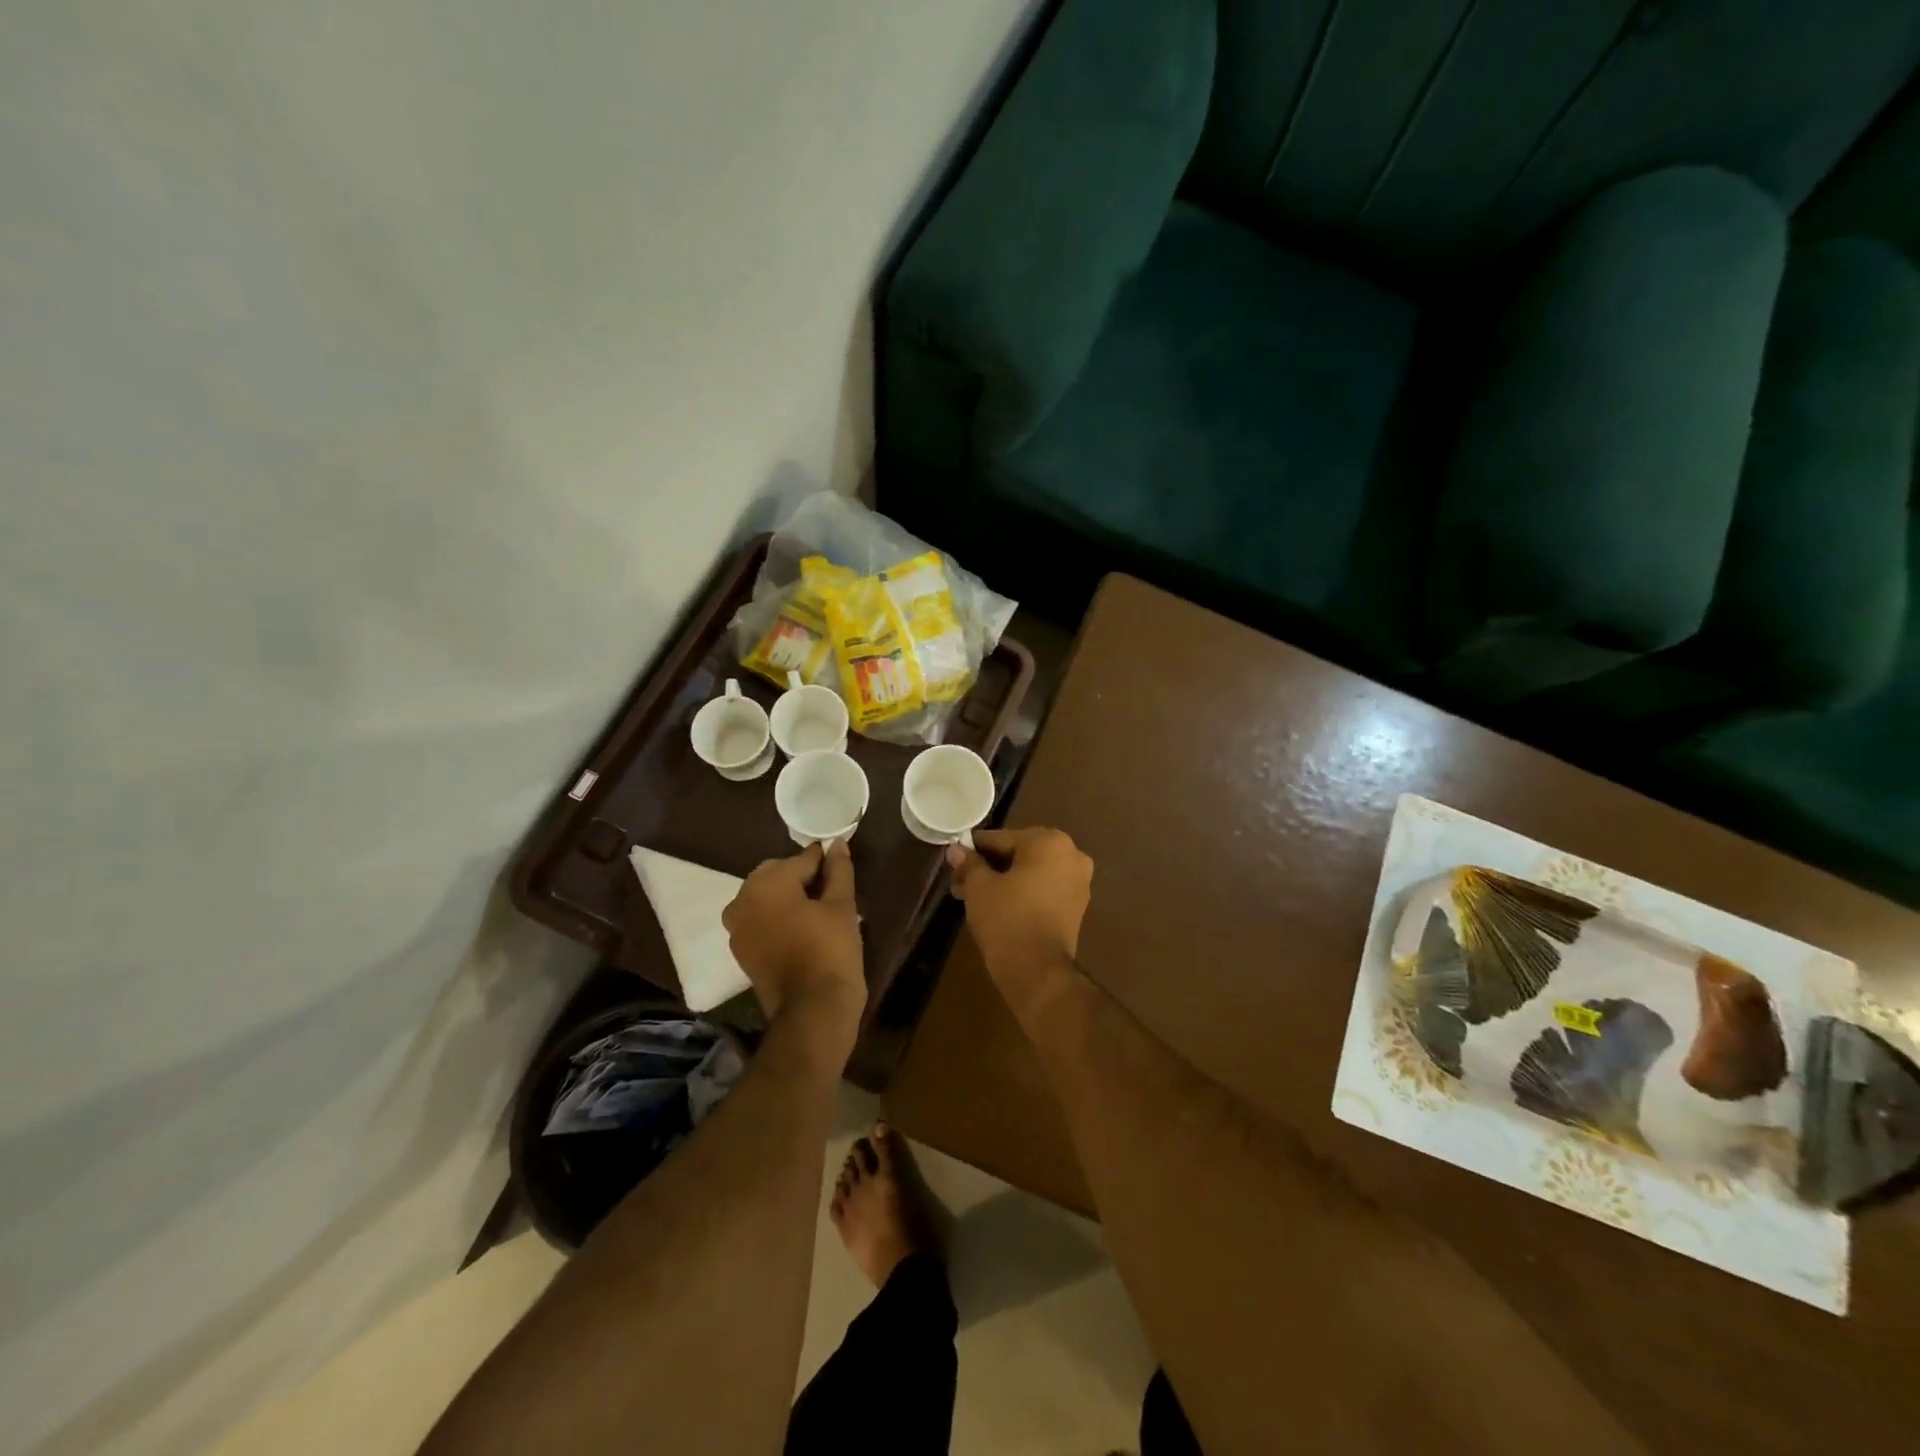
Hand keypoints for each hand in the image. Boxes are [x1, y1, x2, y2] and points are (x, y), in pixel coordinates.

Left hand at [722, 841, 865, 1029]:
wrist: (812, 1011)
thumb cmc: (830, 951)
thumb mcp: (842, 907)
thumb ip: (838, 871)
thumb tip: (838, 844)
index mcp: (766, 883)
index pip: (802, 859)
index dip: (824, 862)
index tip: (841, 868)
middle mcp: (742, 899)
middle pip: (778, 875)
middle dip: (802, 879)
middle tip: (832, 894)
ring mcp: (737, 927)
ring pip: (766, 897)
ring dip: (788, 898)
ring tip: (818, 913)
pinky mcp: (740, 950)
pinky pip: (760, 920)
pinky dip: (777, 918)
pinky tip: (802, 930)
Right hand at [946, 827, 1092, 1016]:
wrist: (1038, 971)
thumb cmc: (1007, 919)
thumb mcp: (979, 887)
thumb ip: (969, 863)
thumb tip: (956, 850)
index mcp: (1049, 842)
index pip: (1002, 839)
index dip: (974, 849)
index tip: (955, 859)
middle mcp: (1071, 855)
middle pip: (1018, 854)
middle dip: (988, 867)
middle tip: (960, 882)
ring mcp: (1078, 882)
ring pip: (1030, 873)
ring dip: (1002, 880)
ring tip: (972, 897)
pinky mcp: (1077, 906)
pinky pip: (1043, 889)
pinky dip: (1022, 892)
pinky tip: (996, 905)